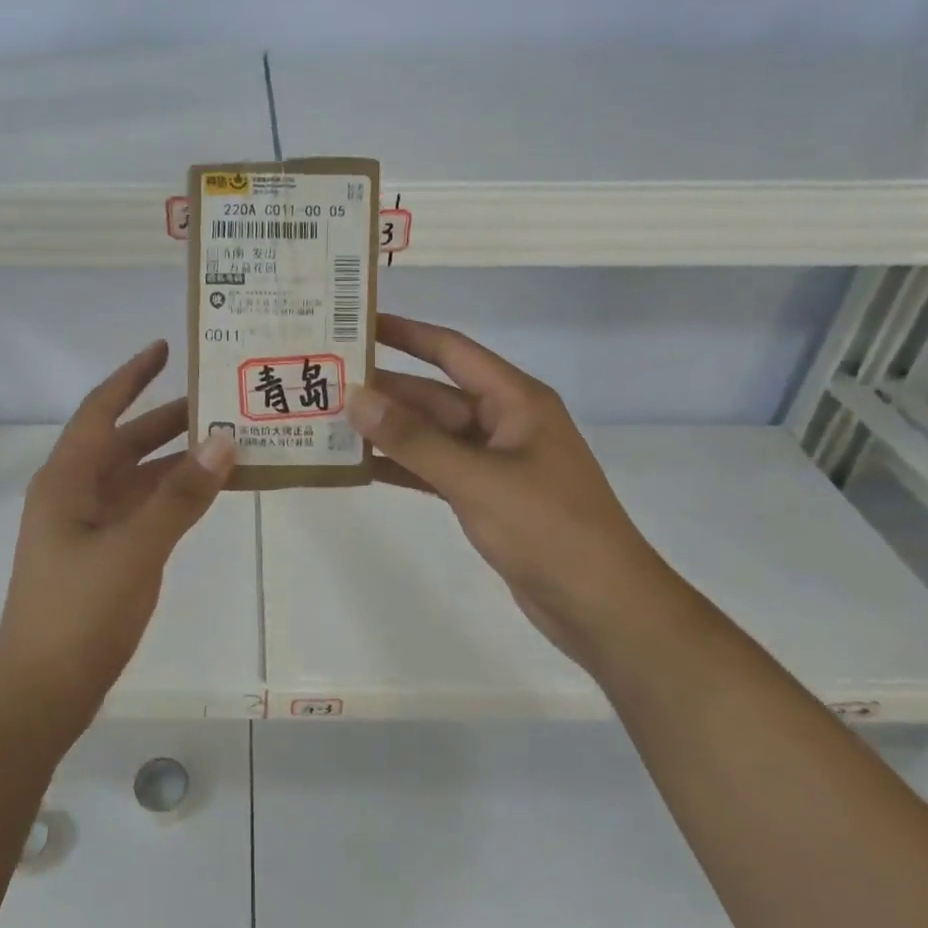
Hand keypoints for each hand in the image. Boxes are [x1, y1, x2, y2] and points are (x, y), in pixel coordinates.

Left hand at [0, 340, 235, 739]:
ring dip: (178, 459)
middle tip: (219, 397)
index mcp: (67, 480)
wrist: (42, 692)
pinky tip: (210, 492)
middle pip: (125, 441)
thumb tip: (224, 442)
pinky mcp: (106, 555)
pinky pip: (146, 510)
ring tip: (229, 440)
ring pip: (139, 478)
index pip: (101, 410)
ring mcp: (90, 526)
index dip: (131, 376)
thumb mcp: (132, 550)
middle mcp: (76, 494)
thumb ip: (179, 497)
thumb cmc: (77, 614)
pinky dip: (176, 497)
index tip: (166, 348)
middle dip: (168, 418)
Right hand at [348, 314, 686, 664]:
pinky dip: (401, 466)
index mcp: (514, 400)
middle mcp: (503, 422)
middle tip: (325, 382)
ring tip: (329, 421)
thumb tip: (356, 397)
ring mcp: (494, 461)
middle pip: (433, 395)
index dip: (405, 333)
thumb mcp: (476, 479)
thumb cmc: (547, 528)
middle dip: (384, 389)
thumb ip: (413, 440)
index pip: (451, 351)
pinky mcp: (485, 496)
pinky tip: (359, 466)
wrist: (601, 605)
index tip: (358, 322)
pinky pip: (434, 469)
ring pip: (430, 435)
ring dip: (387, 430)